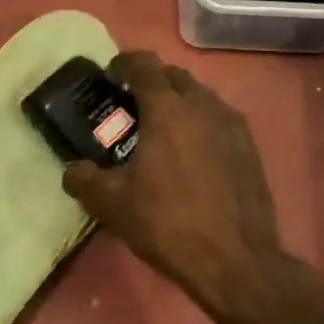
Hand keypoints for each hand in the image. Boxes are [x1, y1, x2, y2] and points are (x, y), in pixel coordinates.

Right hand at [62, 52, 281, 307]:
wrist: (235, 259)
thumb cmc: (167, 223)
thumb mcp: (111, 205)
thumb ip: (83, 179)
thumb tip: (73, 170)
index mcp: (168, 109)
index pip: (144, 64)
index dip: (123, 64)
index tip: (110, 77)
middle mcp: (203, 105)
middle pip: (174, 76)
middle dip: (151, 83)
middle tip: (130, 108)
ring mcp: (232, 125)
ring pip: (200, 98)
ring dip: (177, 103)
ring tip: (160, 132)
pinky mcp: (250, 148)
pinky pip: (218, 121)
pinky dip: (199, 124)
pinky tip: (190, 156)